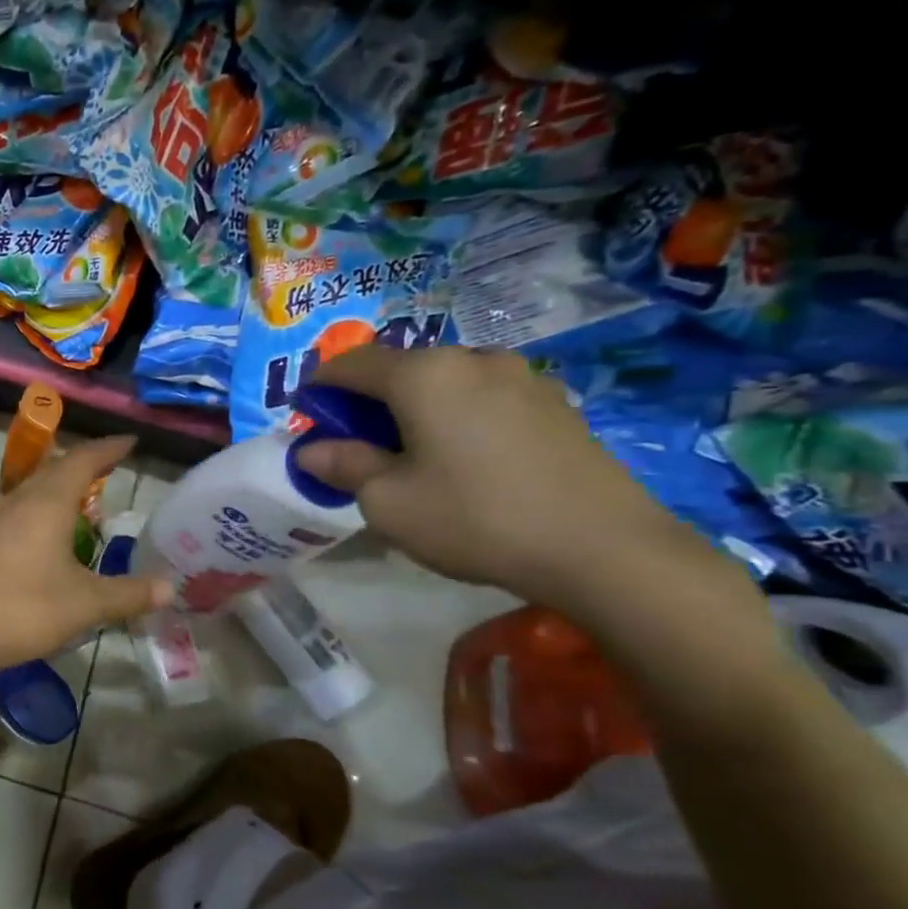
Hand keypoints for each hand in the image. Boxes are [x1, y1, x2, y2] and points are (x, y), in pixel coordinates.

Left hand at [0, 436, 170, 677]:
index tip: (129, 442)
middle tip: (107, 467)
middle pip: (54, 469)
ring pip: (31, 489)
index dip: (107, 449)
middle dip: (83, 464)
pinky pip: (16, 511)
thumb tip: (170, 587)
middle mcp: (19, 502)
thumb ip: (129, 593)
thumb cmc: (25, 608)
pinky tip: (42, 533)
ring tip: (79, 497)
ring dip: (57, 485)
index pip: (83, 460)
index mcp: (49, 503)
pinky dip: (38, 509)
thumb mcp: (87, 604)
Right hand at [292, 346, 718, 610]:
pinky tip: (462, 459)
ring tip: (409, 454)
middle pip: (400, 368)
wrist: (602, 548)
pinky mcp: (555, 403)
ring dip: (414, 408)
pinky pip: (483, 398)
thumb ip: (344, 466)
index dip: (319, 388)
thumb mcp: (387, 501)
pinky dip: (455, 416)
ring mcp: (522, 377)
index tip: (305, 419)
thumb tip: (312, 451)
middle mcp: (473, 359)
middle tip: (355, 444)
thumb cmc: (474, 518)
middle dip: (367, 400)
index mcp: (424, 375)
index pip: (350, 364)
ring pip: (444, 382)